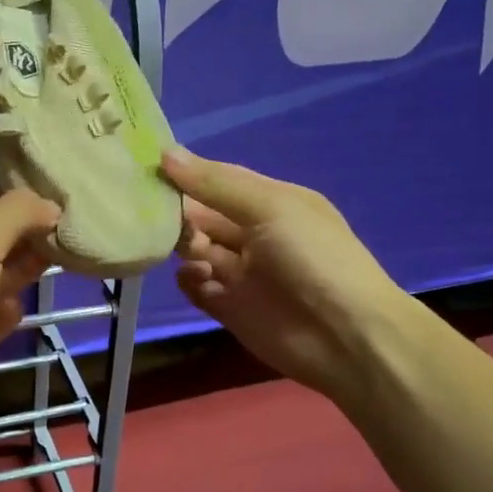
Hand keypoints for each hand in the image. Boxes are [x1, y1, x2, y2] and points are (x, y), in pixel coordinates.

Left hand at [0, 187, 59, 438]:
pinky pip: (1, 315)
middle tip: (71, 227)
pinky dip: (12, 311)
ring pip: (3, 276)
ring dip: (27, 269)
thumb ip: (17, 214)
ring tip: (61, 258)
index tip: (60, 195)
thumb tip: (53, 206)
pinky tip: (16, 309)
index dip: (18, 198)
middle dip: (29, 234)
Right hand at [161, 147, 403, 401]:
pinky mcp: (229, 308)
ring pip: (196, 251)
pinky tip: (196, 279)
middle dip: (179, 213)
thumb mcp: (270, 207)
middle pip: (202, 216)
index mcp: (271, 203)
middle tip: (154, 215)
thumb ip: (216, 184)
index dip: (186, 174)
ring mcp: (241, 273)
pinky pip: (197, 288)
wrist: (345, 336)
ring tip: (188, 251)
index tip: (147, 169)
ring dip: (183, 246)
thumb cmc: (313, 259)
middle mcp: (254, 234)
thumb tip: (165, 154)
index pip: (218, 181)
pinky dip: (189, 281)